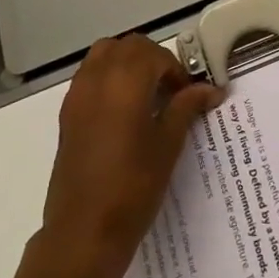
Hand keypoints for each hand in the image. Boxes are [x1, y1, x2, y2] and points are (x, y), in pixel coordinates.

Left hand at [37, 34, 221, 277]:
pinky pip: (89, 75)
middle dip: (152, 59)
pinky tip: (122, 111)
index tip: (188, 95)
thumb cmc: (133, 187)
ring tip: (145, 95)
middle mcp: (98, 78)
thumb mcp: (167, 145)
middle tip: (169, 91)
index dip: (175, 70)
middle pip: (128, 47)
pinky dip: (108, 77)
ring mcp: (77, 94)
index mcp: (125, 81)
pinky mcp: (67, 112)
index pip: (155, 54)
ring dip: (127, 63)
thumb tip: (211, 89)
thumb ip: (186, 108)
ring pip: (104, 54)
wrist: (84, 231)